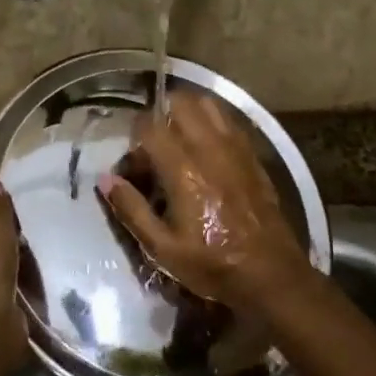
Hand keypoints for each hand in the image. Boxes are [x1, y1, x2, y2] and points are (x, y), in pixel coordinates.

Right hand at [98, 92, 311, 314]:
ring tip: (178, 139)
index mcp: (184, 169)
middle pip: (181, 103)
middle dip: (160, 115)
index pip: (150, 127)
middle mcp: (210, 148)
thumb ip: (132, 209)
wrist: (270, 273)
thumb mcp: (162, 248)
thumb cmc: (212, 263)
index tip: (133, 164)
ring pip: (208, 104)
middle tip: (153, 145)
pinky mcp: (253, 154)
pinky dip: (211, 122)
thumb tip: (106, 179)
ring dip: (187, 112)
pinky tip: (205, 148)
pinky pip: (228, 120)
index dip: (134, 138)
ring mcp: (236, 147)